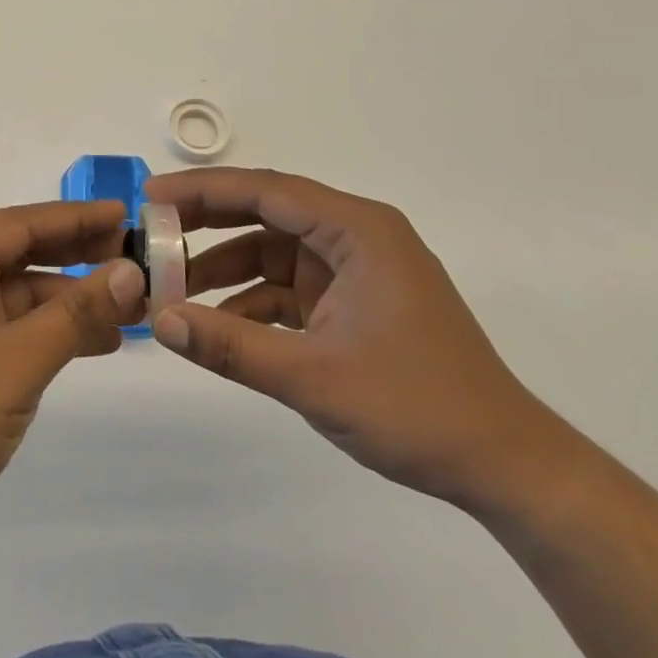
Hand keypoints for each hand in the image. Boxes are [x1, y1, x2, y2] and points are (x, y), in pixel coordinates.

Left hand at [0, 199, 145, 563]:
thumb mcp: (16, 361)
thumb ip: (76, 313)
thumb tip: (131, 272)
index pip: (21, 223)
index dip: (79, 218)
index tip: (127, 214)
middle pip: (20, 255)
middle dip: (79, 259)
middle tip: (138, 261)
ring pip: (18, 296)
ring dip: (70, 302)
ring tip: (132, 310)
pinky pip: (8, 329)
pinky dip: (48, 333)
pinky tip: (95, 343)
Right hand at [145, 167, 566, 510]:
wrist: (506, 468)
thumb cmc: (417, 408)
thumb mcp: (313, 377)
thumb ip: (231, 346)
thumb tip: (159, 320)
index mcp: (357, 230)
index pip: (267, 190)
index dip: (204, 189)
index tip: (151, 195)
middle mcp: (356, 237)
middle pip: (267, 213)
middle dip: (208, 223)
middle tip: (151, 232)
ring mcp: (356, 271)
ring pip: (274, 252)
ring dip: (226, 270)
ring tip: (174, 289)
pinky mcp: (354, 303)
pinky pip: (289, 288)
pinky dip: (253, 303)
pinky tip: (218, 326)